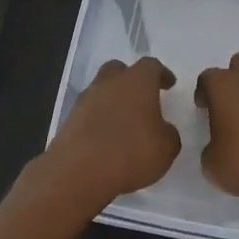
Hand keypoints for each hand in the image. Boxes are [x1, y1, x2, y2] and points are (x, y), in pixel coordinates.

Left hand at [40, 57, 181, 211]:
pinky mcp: (69, 119)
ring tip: (123, 121)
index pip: (151, 66)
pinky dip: (99, 119)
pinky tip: (106, 137)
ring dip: (113, 100)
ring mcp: (86, 99)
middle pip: (120, 70)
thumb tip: (163, 129)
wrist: (79, 172)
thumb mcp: (166, 148)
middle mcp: (110, 82)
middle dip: (131, 79)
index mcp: (138, 81)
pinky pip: (89, 112)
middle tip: (142, 96)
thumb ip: (169, 133)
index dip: (161, 74)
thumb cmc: (131, 152)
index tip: (169, 84)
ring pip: (102, 89)